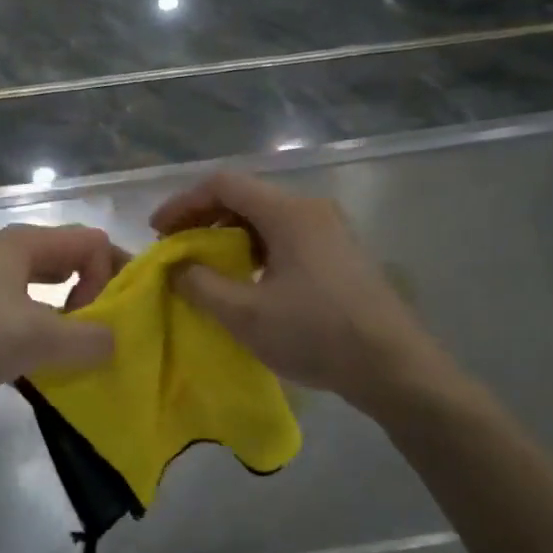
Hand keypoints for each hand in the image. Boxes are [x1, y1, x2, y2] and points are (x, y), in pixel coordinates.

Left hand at [0, 224, 119, 402]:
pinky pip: (25, 298)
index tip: (107, 316)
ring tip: (74, 341)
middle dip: (94, 288)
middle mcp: (8, 249)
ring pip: (47, 279)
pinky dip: (43, 316)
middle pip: (71, 256)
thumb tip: (114, 340)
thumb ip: (89, 339)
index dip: (111, 273)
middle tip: (99, 327)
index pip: (92, 241)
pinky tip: (39, 348)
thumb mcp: (40, 339)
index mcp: (26, 243)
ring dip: (69, 306)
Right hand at [151, 171, 452, 412]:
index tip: (158, 232)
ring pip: (266, 218)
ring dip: (229, 235)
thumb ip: (201, 285)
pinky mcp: (340, 254)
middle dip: (204, 219)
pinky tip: (246, 279)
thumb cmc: (316, 334)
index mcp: (289, 212)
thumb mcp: (246, 314)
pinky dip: (255, 248)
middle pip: (245, 197)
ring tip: (204, 266)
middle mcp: (311, 210)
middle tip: (176, 250)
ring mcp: (331, 231)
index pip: (223, 185)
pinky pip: (286, 237)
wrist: (394, 367)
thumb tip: (175, 267)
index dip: (183, 203)